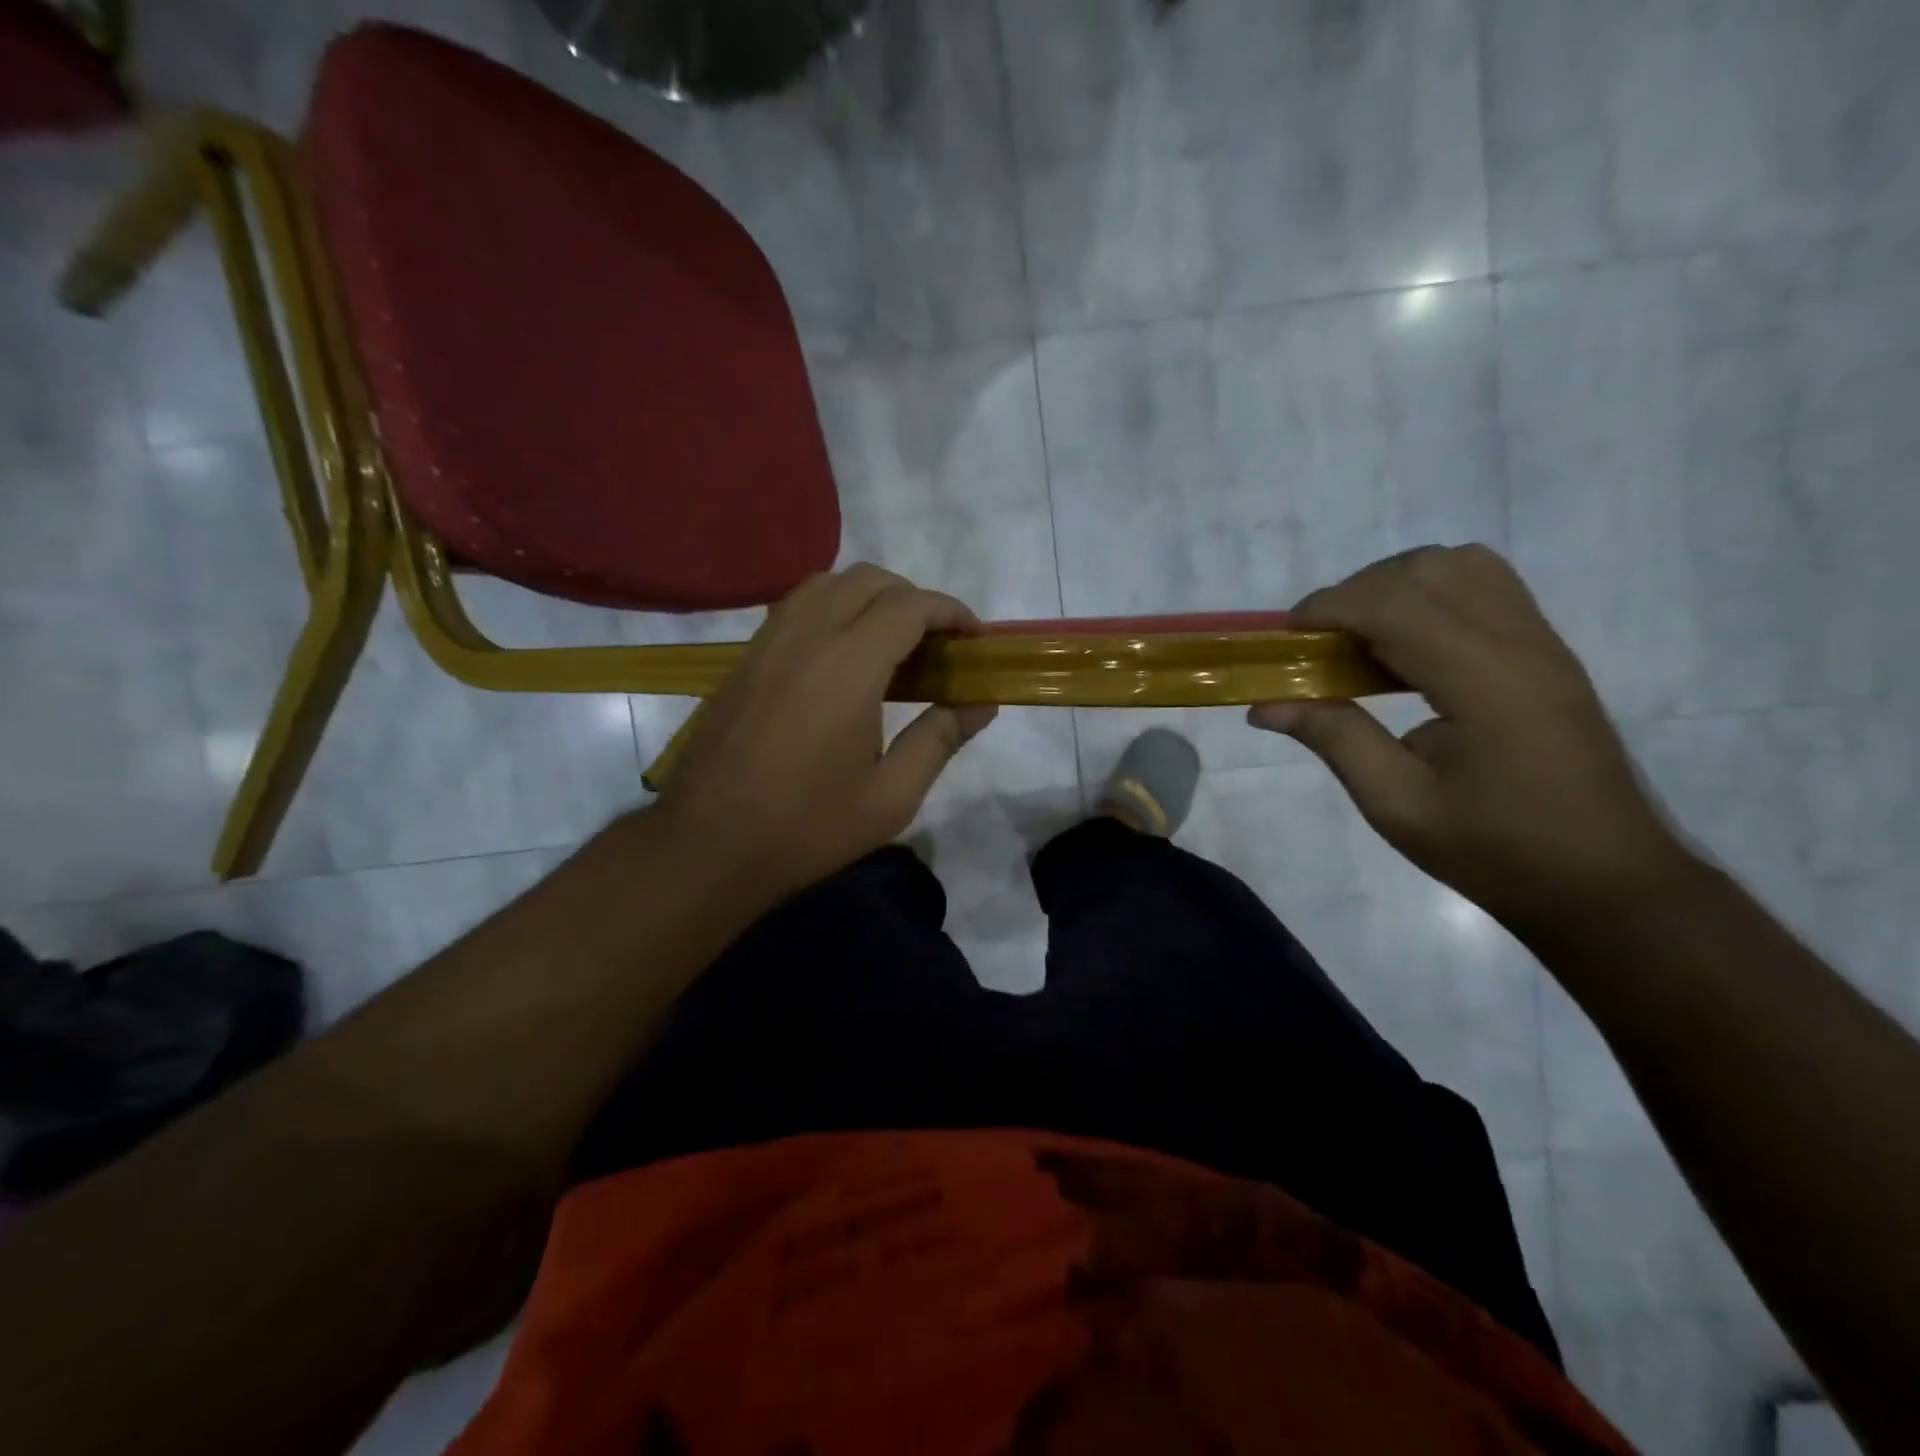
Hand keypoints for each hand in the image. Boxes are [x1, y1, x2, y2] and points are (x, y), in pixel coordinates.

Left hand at [652, 565, 997, 907]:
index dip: (951, 612)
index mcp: (848, 666)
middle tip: (937, 644)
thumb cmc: (807, 827)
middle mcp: (806, 636)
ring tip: (891, 644)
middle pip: (869, 580)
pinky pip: (796, 607)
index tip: (975, 639)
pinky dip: (832, 609)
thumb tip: (981, 704)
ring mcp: (768, 643)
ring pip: (827, 584)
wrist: (707, 845)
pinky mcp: (745, 660)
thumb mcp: (891, 797)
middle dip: (914, 598)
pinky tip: (842, 659)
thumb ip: (940, 739)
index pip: (910, 606)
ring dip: (870, 597)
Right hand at [1249, 545, 1696, 933]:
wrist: (1604, 881)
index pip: (1395, 603)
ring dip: (1395, 586)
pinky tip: (1406, 650)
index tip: (1285, 638)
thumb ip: (1334, 739)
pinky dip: (1429, 596)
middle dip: (1356, 592)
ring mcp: (1541, 643)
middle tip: (1320, 644)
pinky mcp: (1546, 653)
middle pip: (1426, 569)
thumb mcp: (1397, 804)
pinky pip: (1484, 588)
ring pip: (1460, 565)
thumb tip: (1265, 706)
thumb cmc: (1495, 850)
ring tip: (1361, 639)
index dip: (1329, 607)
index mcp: (1484, 682)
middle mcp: (1519, 644)